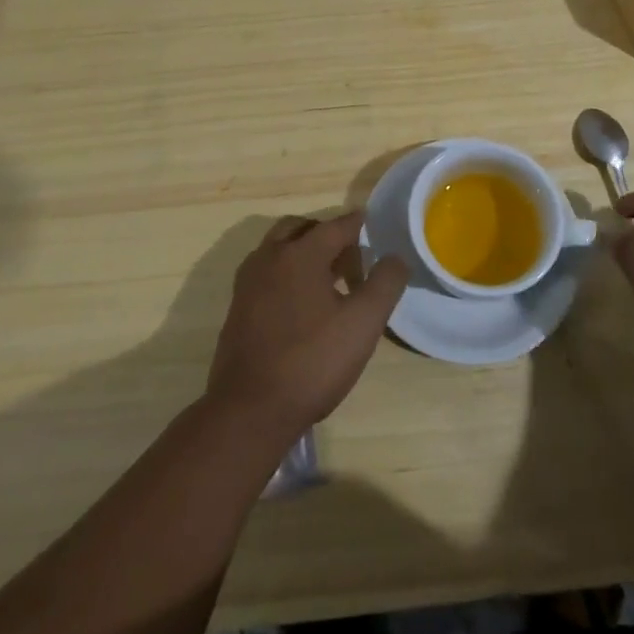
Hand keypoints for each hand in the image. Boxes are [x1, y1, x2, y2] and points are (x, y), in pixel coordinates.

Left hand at [206, 212, 407, 442]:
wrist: (250, 409)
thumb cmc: (312, 362)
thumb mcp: (363, 323)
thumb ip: (385, 283)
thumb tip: (396, 256)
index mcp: (300, 254)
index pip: (336, 226)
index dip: (359, 225)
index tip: (375, 226)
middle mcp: (269, 257)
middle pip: (301, 229)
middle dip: (328, 235)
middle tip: (352, 258)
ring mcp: (248, 282)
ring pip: (279, 248)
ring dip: (305, 252)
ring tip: (330, 282)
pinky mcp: (238, 306)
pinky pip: (266, 272)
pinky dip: (287, 272)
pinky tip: (303, 305)